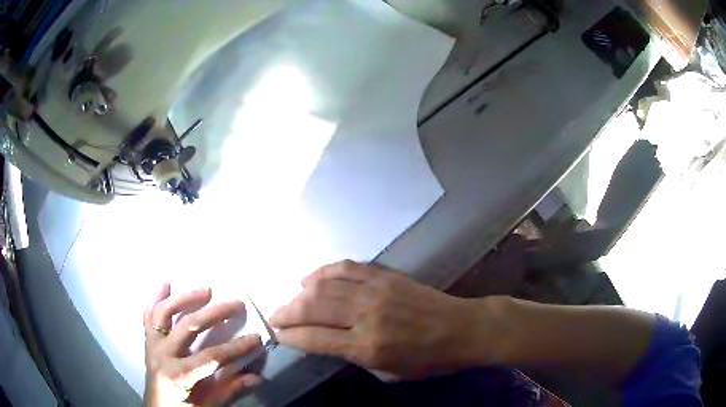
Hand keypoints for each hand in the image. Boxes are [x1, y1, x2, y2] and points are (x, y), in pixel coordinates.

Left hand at [143, 283, 262, 405]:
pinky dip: (155, 297)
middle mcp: (163, 354)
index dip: (236, 347)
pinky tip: (166, 283)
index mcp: (179, 375)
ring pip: (165, 313)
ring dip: (185, 298)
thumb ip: (230, 391)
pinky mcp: (148, 340)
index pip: (212, 357)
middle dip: (215, 313)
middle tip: (236, 303)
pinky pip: (148, 315)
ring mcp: (153, 344)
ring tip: (205, 289)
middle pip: (188, 326)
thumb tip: (256, 378)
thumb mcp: (209, 406)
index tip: (256, 337)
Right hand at [270, 261, 490, 378]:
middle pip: (312, 308)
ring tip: (289, 301)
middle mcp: (366, 315)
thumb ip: (353, 357)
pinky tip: (310, 278)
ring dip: (299, 294)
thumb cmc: (427, 360)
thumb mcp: (388, 373)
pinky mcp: (385, 275)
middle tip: (274, 316)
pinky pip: (346, 267)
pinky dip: (323, 271)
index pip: (314, 339)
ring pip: (324, 286)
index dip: (290, 337)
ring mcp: (376, 290)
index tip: (277, 335)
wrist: (461, 329)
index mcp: (367, 346)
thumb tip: (324, 341)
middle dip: (286, 312)